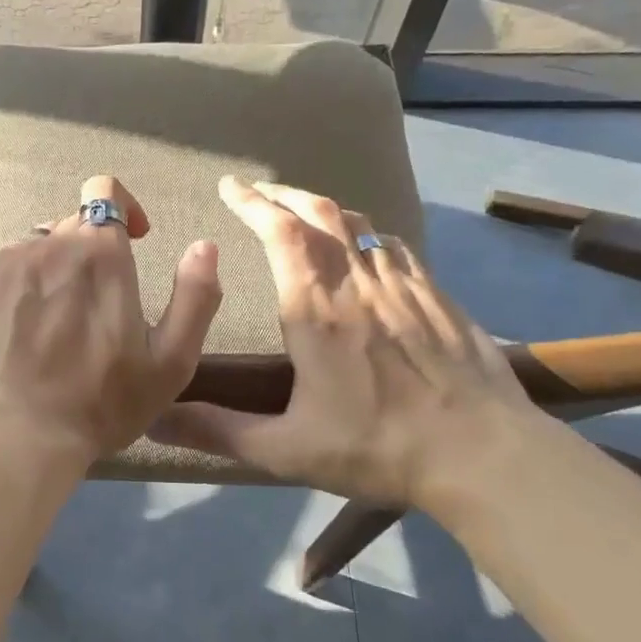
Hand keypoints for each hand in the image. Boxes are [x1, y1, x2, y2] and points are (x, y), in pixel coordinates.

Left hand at [0, 176, 222, 463]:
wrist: (15, 434)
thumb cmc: (100, 403)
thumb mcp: (170, 362)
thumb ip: (195, 297)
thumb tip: (205, 245)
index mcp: (99, 253)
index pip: (105, 192)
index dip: (124, 208)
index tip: (136, 240)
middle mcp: (49, 244)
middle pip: (75, 223)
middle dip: (95, 248)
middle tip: (104, 301)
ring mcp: (8, 265)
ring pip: (42, 246)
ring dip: (61, 267)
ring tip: (66, 318)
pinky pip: (13, 268)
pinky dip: (29, 284)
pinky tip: (32, 329)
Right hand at [152, 177, 530, 504]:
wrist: (485, 455)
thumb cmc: (377, 447)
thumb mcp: (286, 450)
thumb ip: (218, 430)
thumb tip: (155, 420)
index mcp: (315, 310)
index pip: (280, 232)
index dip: (252, 202)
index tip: (229, 186)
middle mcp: (358, 283)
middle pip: (319, 213)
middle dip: (282, 194)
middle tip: (257, 191)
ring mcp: (404, 285)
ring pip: (359, 223)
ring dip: (323, 208)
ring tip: (301, 210)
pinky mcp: (438, 296)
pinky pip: (393, 245)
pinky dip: (366, 231)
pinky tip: (364, 244)